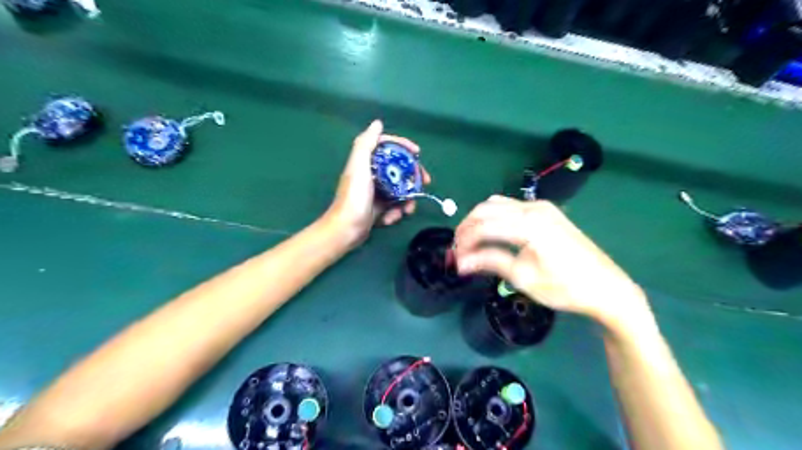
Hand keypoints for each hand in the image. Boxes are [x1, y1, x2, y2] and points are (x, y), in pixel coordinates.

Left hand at [324, 119, 427, 245]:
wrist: (346, 230)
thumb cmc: (354, 197)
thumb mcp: (359, 167)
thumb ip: (366, 144)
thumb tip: (377, 123)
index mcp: (366, 162)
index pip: (387, 147)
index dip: (403, 146)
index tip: (418, 152)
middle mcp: (371, 175)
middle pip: (398, 169)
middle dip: (413, 177)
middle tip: (425, 182)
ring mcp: (375, 192)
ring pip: (400, 189)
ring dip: (407, 200)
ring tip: (407, 210)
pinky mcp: (378, 208)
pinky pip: (394, 206)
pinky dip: (396, 212)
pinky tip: (390, 219)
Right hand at [454, 197, 646, 330]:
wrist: (606, 287)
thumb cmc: (564, 287)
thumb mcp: (523, 277)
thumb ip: (490, 262)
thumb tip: (460, 263)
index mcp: (528, 224)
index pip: (483, 226)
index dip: (464, 241)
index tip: (455, 259)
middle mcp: (532, 207)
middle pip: (486, 209)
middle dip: (467, 228)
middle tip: (458, 250)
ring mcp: (541, 206)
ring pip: (497, 204)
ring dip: (479, 220)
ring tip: (471, 242)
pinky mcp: (547, 211)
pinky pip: (511, 205)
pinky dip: (495, 216)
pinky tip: (492, 232)